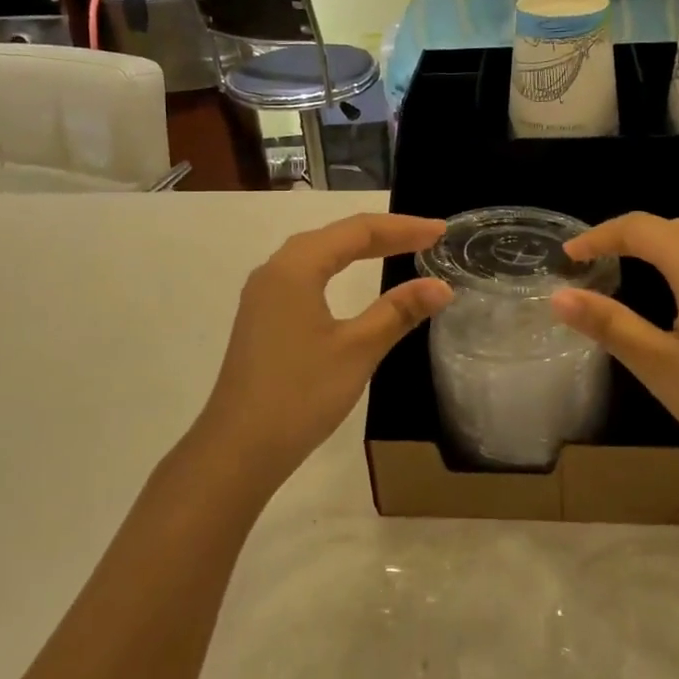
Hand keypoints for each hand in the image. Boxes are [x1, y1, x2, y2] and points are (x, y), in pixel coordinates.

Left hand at [193, 214, 452, 490]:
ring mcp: (264, 294)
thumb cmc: (300, 394)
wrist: (238, 450)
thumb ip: (398, 311)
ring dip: (360, 248)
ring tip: (399, 247)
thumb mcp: (357, 350)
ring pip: (319, 254)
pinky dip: (339, 268)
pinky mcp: (263, 317)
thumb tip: (441, 286)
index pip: (358, 231)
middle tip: (428, 237)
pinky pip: (307, 274)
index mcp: (296, 267)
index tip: (441, 231)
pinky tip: (352, 279)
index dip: (402, 228)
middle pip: (336, 236)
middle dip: (384, 233)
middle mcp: (275, 270)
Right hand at [551, 213, 678, 511]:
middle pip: (673, 224)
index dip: (598, 237)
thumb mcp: (661, 367)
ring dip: (666, 239)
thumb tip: (558, 296)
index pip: (639, 228)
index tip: (568, 256)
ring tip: (639, 265)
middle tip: (598, 262)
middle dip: (630, 236)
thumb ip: (609, 325)